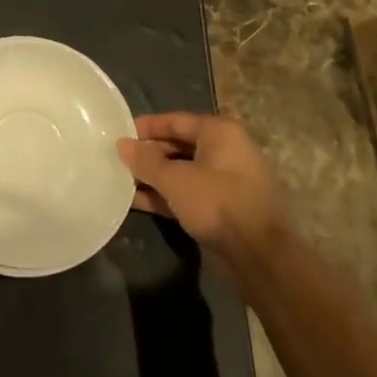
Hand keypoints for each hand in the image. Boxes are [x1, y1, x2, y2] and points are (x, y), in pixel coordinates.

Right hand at [118, 113, 283, 262]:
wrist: (259, 256)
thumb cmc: (217, 203)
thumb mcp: (176, 179)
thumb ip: (146, 161)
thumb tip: (122, 144)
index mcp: (220, 133)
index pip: (176, 121)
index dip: (147, 126)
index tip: (119, 132)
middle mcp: (225, 152)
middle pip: (179, 146)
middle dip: (148, 154)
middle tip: (117, 159)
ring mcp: (225, 182)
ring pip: (182, 173)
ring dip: (154, 177)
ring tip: (120, 180)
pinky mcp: (221, 209)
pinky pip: (188, 195)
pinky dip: (165, 197)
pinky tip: (136, 202)